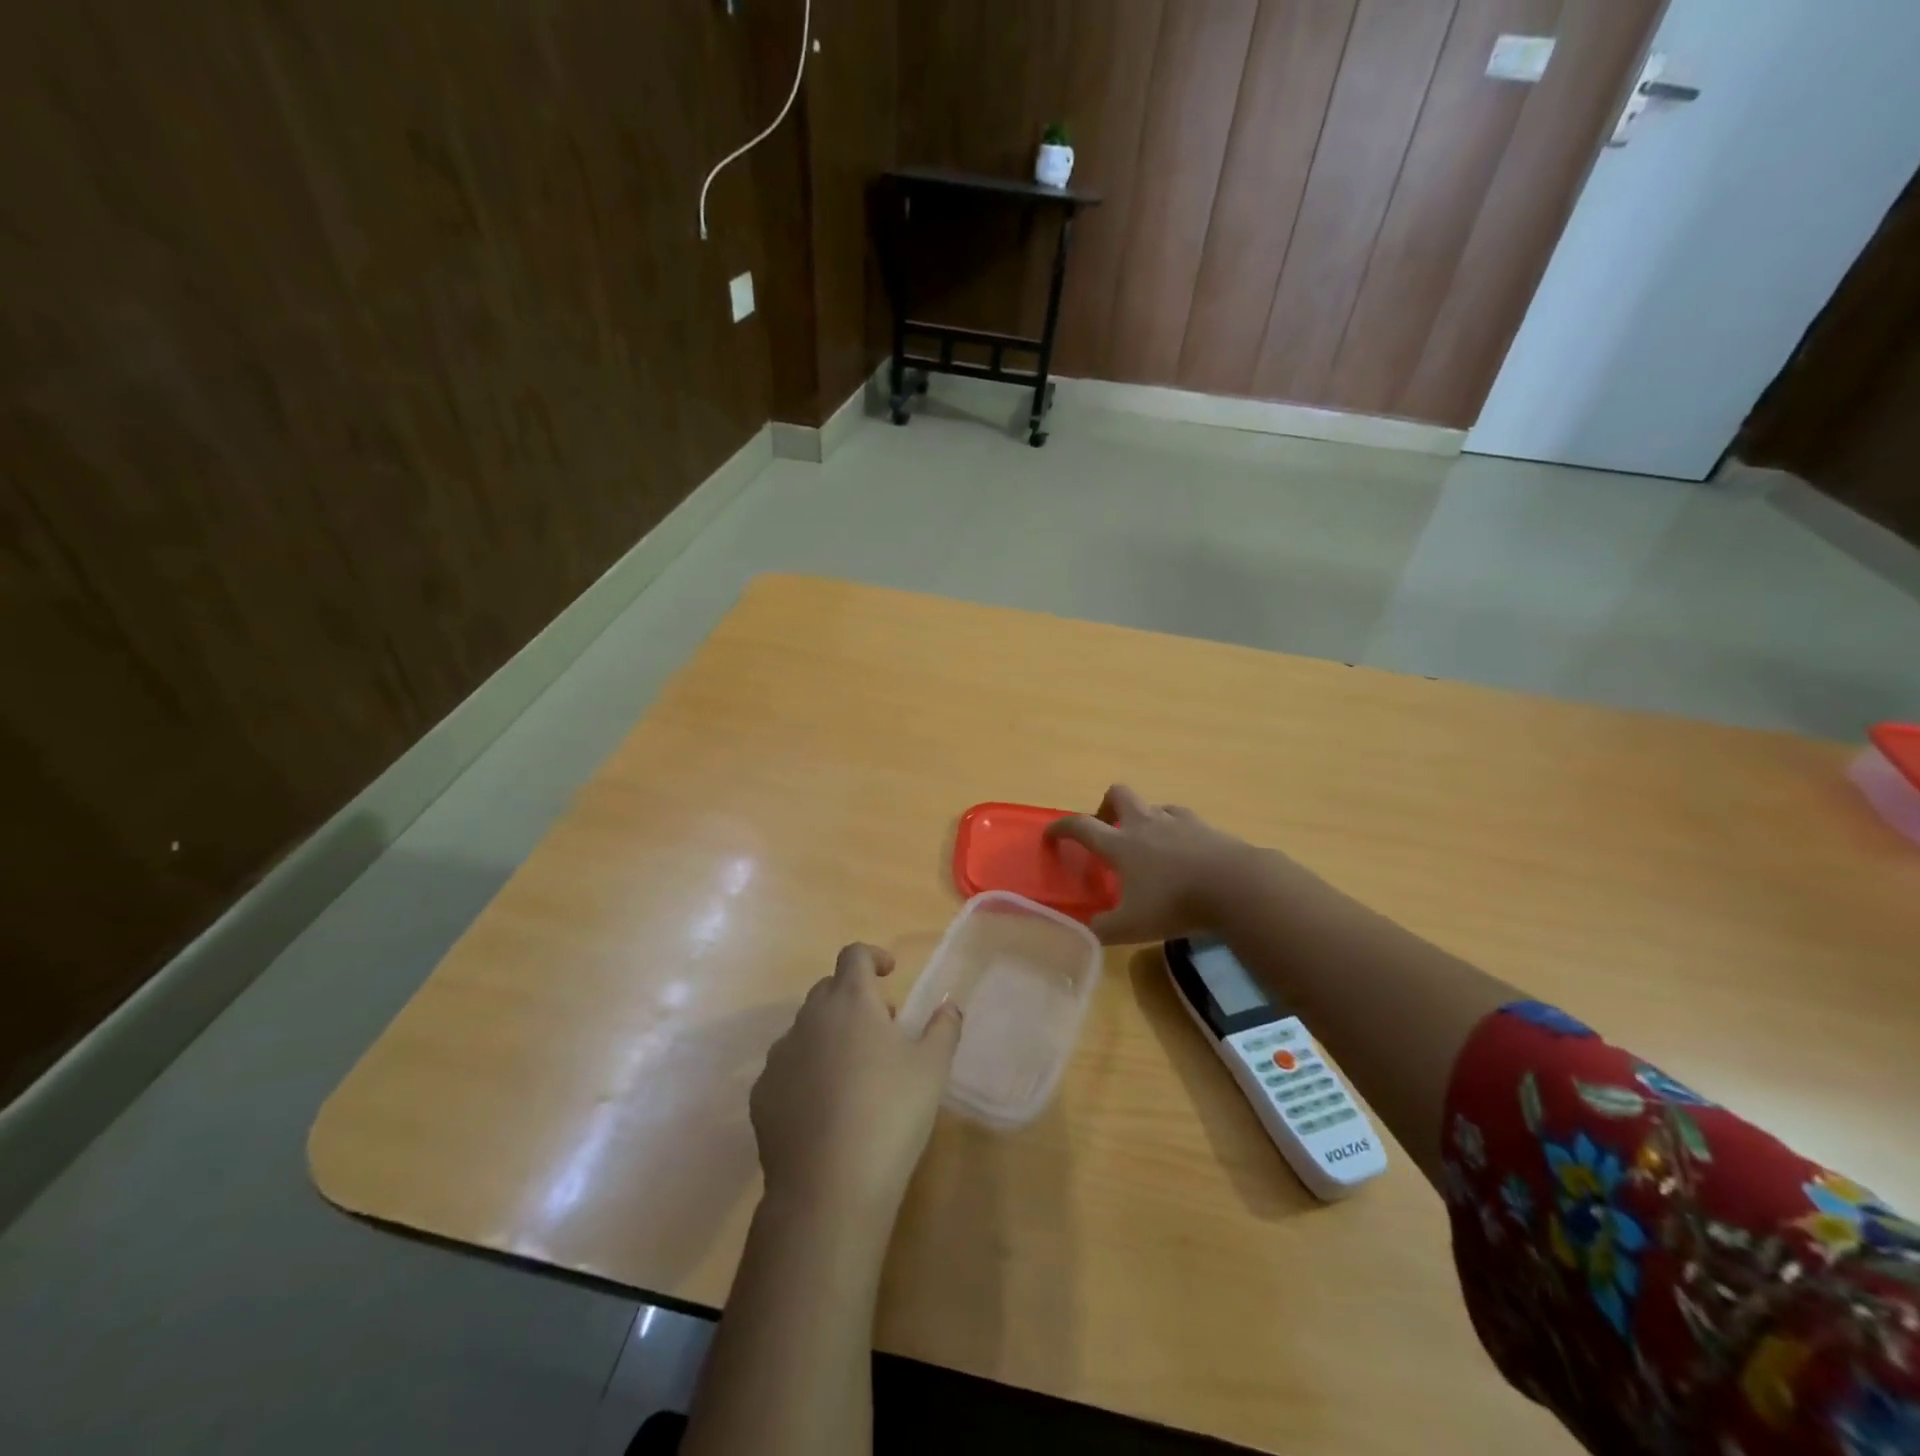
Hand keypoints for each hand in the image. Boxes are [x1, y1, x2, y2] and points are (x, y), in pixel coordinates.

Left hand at [751, 943, 962, 1229]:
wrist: (829, 1187)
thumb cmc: (891, 1114)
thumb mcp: (933, 1069)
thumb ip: (944, 1027)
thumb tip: (949, 1005)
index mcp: (851, 1001)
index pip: (854, 955)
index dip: (872, 956)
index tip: (889, 974)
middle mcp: (809, 1018)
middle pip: (828, 990)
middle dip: (854, 999)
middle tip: (882, 1029)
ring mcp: (780, 1056)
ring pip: (806, 1029)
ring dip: (830, 1036)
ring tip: (854, 1074)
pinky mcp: (761, 1094)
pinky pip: (787, 1068)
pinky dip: (806, 1072)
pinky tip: (825, 1108)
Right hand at [1045, 784, 1260, 943]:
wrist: (1236, 886)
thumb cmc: (1175, 904)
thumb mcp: (1131, 927)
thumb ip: (1103, 929)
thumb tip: (1085, 930)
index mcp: (1120, 845)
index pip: (1080, 826)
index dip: (1061, 828)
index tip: (1050, 834)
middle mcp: (1144, 824)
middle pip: (1117, 794)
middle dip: (1105, 805)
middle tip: (1106, 828)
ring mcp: (1177, 821)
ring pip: (1152, 804)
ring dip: (1142, 816)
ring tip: (1146, 842)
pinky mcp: (1205, 827)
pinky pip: (1182, 817)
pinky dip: (1175, 827)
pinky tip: (1181, 846)